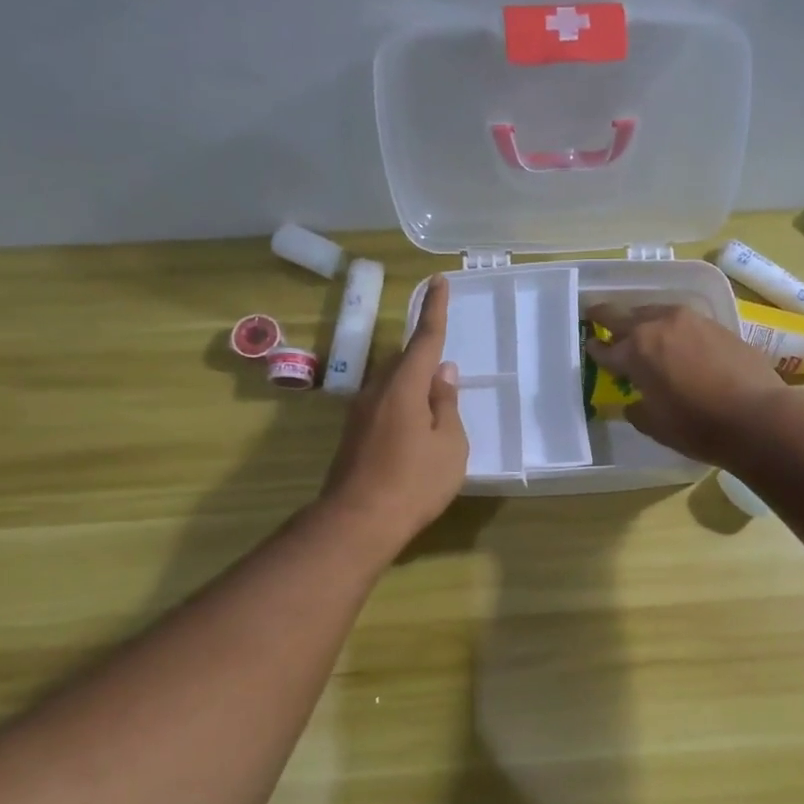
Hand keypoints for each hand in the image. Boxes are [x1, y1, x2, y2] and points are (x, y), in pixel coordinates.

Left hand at [322, 278, 468, 550]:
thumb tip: (443, 372)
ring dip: (413, 385)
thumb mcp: (449, 444)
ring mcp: (361, 413)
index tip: (437, 282)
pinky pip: (384, 404)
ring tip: (435, 406)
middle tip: (446, 373)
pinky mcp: (354, 434)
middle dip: (424, 357)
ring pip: (392, 384)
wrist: (358, 521)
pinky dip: (402, 405)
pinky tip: (415, 430)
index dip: (435, 310)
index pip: (424, 339)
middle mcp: (377, 391)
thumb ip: (446, 404)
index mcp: (404, 386)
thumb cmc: (414, 482)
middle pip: (404, 361)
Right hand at [584, 303, 790, 467]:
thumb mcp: (656, 426)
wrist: (757, 416)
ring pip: (655, 312)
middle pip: (625, 315)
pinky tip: (676, 340)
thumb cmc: (698, 426)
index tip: (590, 346)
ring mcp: (690, 321)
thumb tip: (634, 403)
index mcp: (636, 351)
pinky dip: (671, 327)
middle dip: (607, 317)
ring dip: (642, 319)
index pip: (606, 348)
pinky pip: (682, 320)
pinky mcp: (716, 325)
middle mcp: (658, 326)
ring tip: (640, 329)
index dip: (595, 350)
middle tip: (596, 315)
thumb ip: (638, 409)